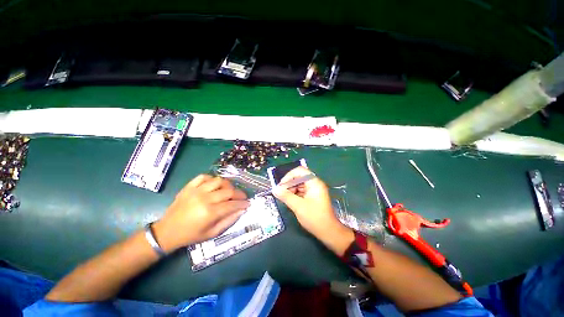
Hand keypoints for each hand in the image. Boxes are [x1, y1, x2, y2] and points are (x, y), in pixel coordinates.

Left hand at [153, 175, 249, 252]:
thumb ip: (229, 220)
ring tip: (230, 190)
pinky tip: (215, 185)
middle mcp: (204, 199)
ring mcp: (196, 190)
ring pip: (219, 181)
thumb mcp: (212, 233)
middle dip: (239, 193)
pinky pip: (204, 176)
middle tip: (242, 197)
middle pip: (228, 191)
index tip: (248, 203)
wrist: (167, 231)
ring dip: (228, 184)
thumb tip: (241, 210)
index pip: (232, 204)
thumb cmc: (191, 235)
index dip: (243, 203)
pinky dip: (212, 179)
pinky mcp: (189, 186)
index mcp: (210, 213)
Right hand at [273, 167, 353, 255]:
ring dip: (291, 189)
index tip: (281, 186)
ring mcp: (314, 190)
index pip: (299, 171)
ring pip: (299, 184)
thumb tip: (275, 189)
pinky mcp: (313, 196)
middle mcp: (315, 183)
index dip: (289, 176)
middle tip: (281, 193)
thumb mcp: (298, 206)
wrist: (328, 232)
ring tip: (285, 198)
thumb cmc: (315, 218)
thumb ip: (286, 196)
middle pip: (299, 177)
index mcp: (314, 182)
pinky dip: (295, 194)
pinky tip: (290, 200)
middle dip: (289, 184)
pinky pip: (301, 190)